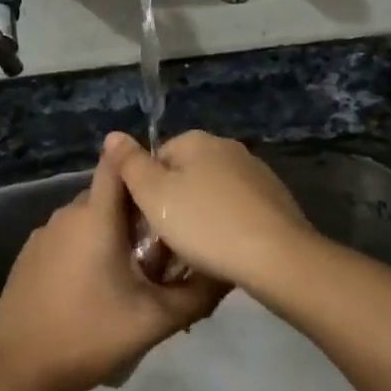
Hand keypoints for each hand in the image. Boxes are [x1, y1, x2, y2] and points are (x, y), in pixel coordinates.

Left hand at [0, 146, 229, 390]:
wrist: (23, 370)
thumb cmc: (93, 336)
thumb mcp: (157, 319)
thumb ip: (199, 292)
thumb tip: (229, 271)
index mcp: (95, 217)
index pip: (118, 163)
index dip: (143, 164)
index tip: (168, 183)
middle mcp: (66, 214)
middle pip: (109, 196)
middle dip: (136, 213)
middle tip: (162, 248)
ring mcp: (42, 234)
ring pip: (88, 219)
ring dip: (111, 234)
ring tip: (133, 272)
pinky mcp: (28, 255)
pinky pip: (66, 238)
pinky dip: (86, 249)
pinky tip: (96, 287)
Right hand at [103, 130, 314, 289]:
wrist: (276, 256)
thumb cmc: (204, 224)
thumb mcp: (153, 195)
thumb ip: (130, 163)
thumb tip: (114, 134)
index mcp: (198, 141)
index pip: (157, 157)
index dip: (146, 190)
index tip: (145, 221)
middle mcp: (229, 148)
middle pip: (186, 174)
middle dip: (174, 203)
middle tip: (166, 240)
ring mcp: (257, 173)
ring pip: (213, 193)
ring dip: (202, 216)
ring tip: (196, 251)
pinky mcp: (276, 200)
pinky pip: (238, 210)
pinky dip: (228, 226)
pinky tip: (225, 251)